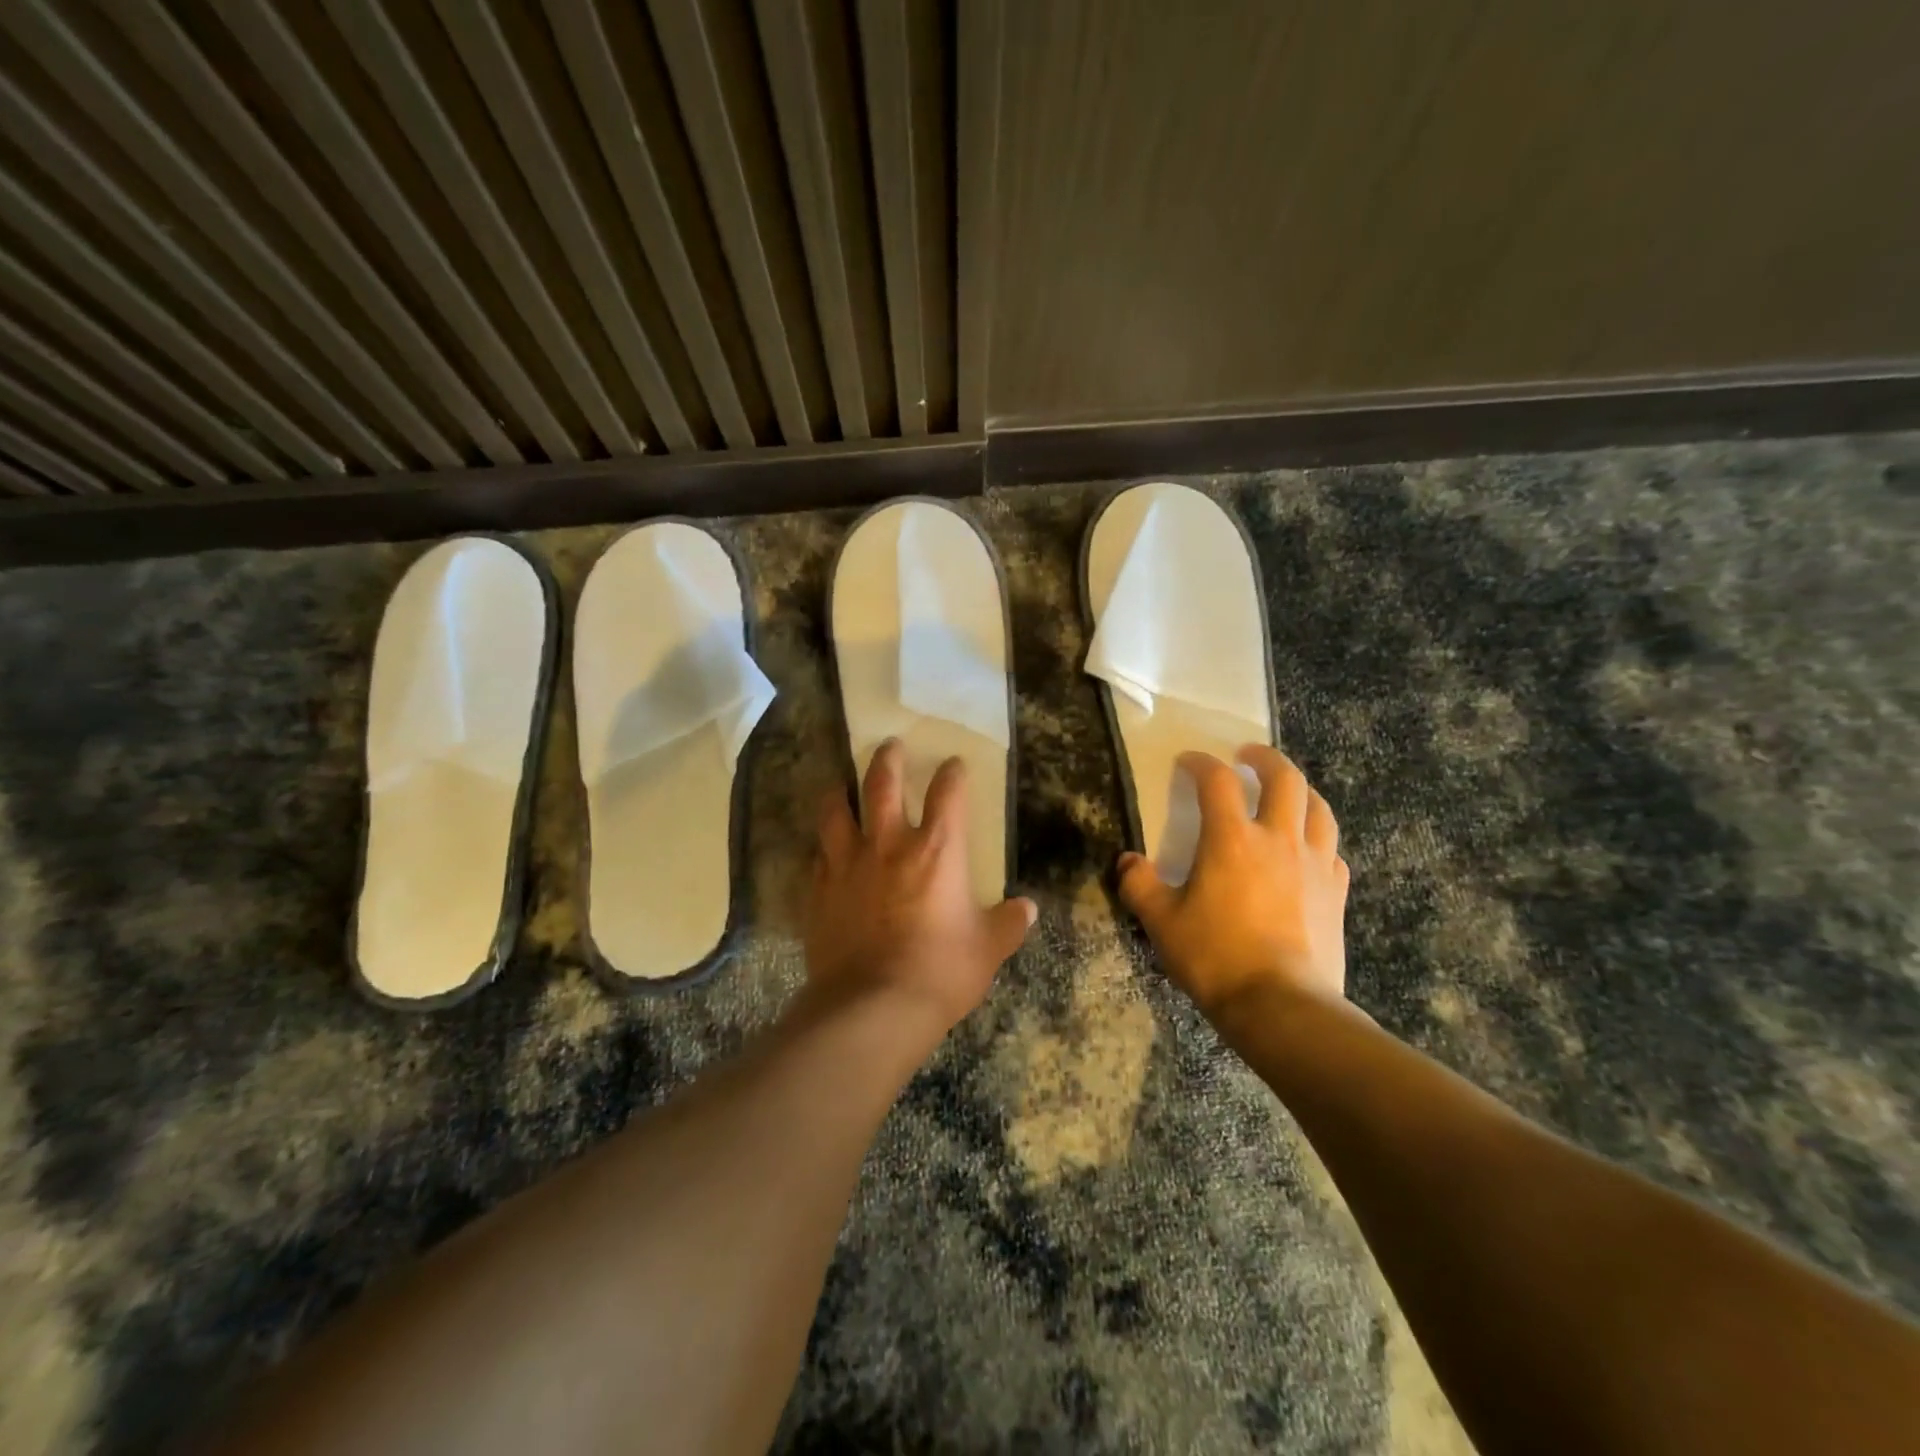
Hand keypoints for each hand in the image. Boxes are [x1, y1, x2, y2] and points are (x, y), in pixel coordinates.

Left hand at [805, 740, 1036, 1039]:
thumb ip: (1007, 924)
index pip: (947, 795)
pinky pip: (818, 856)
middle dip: (887, 759)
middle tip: (889, 744)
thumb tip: (1027, 910)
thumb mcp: (987, 950)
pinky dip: (823, 846)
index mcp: (937, 850)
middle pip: (882, 785)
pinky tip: (823, 849)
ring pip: (836, 811)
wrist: (873, 1007)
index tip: (953, 764)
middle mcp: (888, 845)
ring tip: (840, 783)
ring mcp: (847, 865)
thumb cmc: (940, 971)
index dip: (952, 774)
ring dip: (839, 792)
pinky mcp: (819, 892)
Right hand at [1118, 745, 1349, 1021]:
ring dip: (1301, 790)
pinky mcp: (1336, 893)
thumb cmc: (1215, 957)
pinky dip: (1319, 838)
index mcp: (1232, 839)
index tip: (1187, 761)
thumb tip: (1127, 861)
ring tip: (1286, 792)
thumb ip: (1139, 884)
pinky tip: (1308, 850)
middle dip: (1265, 758)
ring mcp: (1315, 864)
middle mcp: (1279, 839)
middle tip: (1247, 756)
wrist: (1281, 1006)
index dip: (1200, 763)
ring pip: (1318, 808)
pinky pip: (1333, 850)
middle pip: (1284, 778)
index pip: (1218, 780)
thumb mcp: (1161, 921)